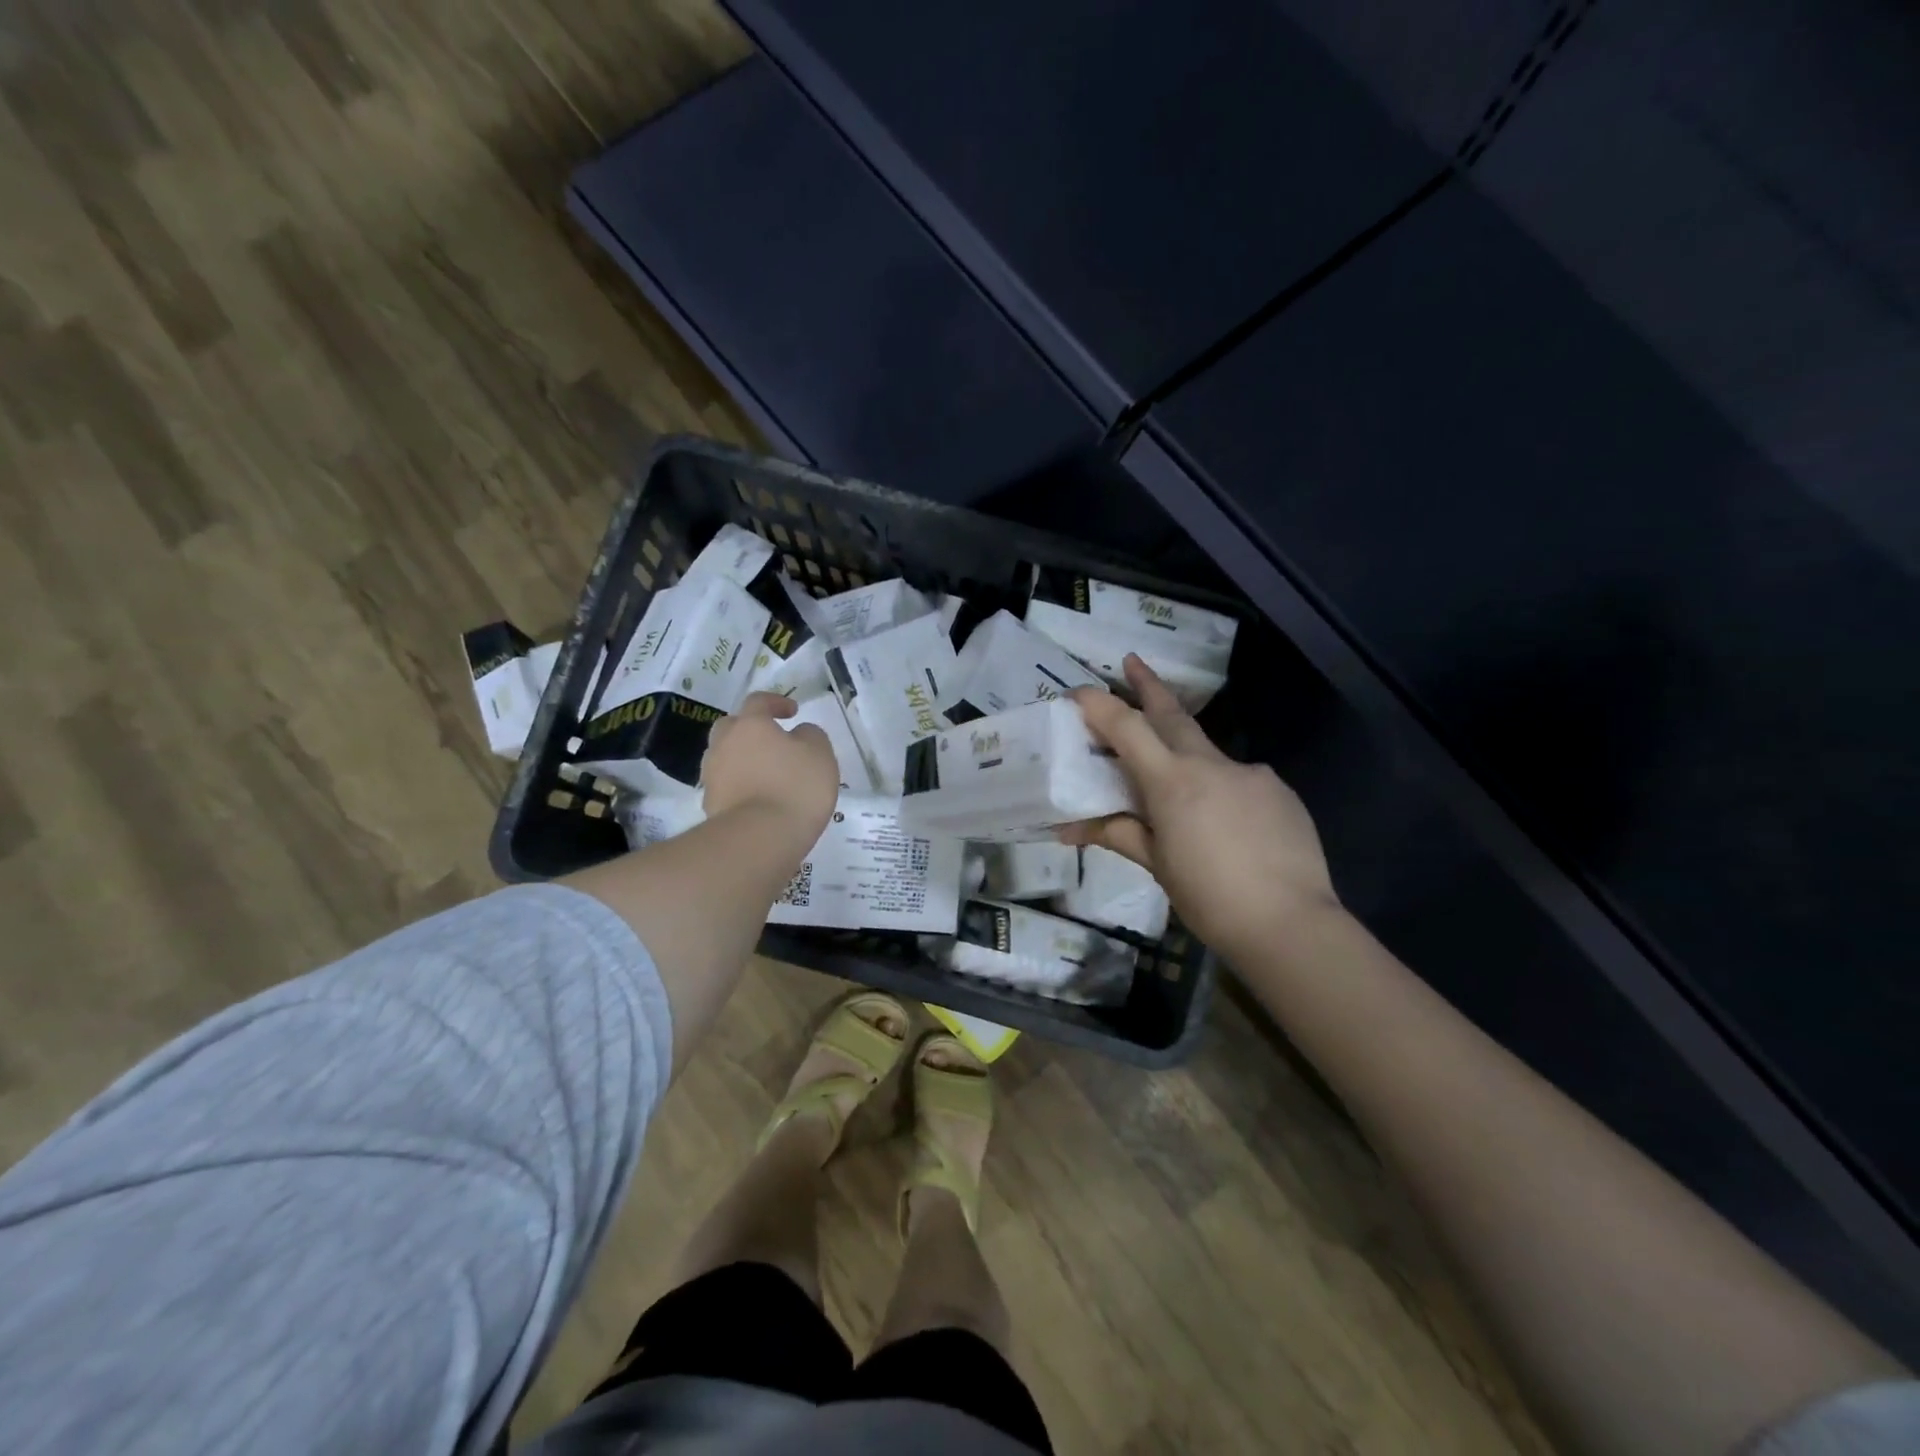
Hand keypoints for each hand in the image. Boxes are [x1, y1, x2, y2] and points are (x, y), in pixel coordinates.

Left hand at [701, 693, 837, 838]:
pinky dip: (740, 786)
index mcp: (750, 725)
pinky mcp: (710, 804)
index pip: (758, 702)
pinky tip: (758, 798)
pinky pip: (726, 785)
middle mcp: (724, 744)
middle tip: (771, 741)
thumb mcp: (820, 753)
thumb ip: (810, 735)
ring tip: (765, 774)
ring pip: (725, 757)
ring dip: (742, 759)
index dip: (776, 702)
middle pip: (731, 727)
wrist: (759, 838)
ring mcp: (713, 775)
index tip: (793, 712)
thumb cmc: (795, 786)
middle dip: (749, 729)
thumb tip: (799, 734)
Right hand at [1064, 657, 1338, 959]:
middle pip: (1172, 713)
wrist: (1291, 924)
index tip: (1078, 691)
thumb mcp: (1156, 865)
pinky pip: (1240, 779)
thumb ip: (1117, 833)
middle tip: (1132, 660)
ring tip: (1179, 791)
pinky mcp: (1280, 791)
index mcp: (1172, 781)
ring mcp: (1251, 773)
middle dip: (1148, 685)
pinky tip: (1226, 824)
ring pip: (1207, 751)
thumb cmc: (1210, 898)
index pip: (1127, 727)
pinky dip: (1222, 789)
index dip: (1099, 705)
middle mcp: (1211, 764)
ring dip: (1185, 753)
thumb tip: (1068, 828)